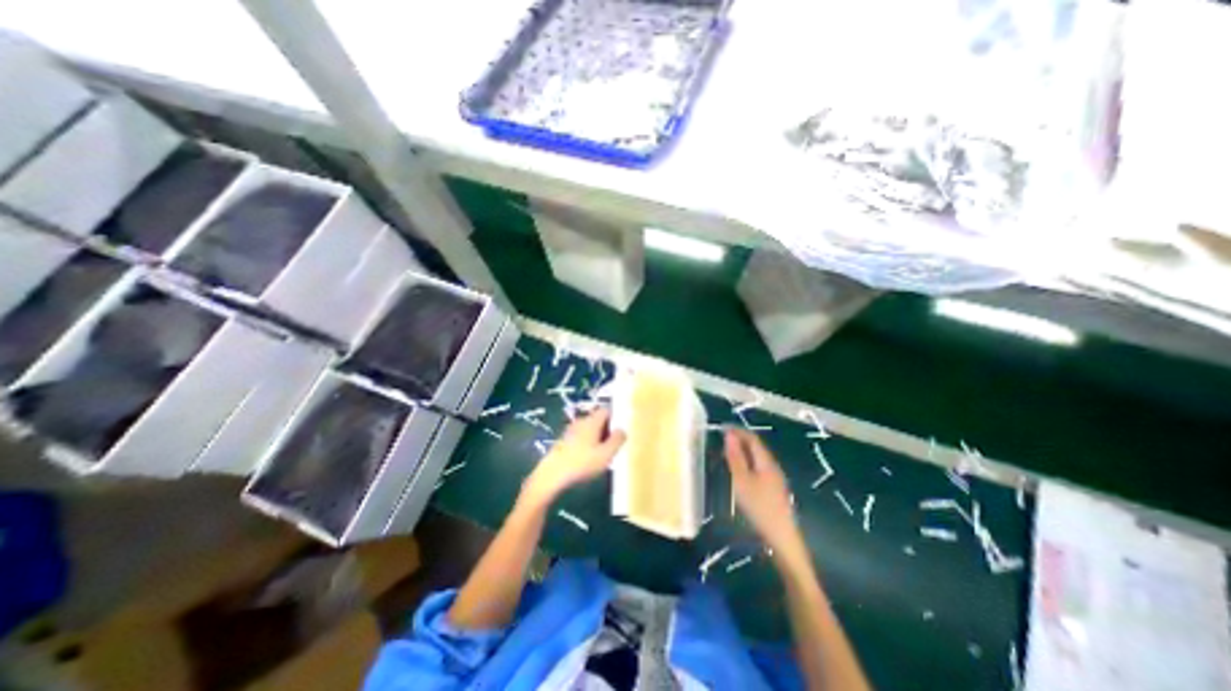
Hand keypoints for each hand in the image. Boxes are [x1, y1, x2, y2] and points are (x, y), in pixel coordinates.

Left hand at [518, 405, 625, 513]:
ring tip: (603, 453)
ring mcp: (570, 431)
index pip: (606, 410)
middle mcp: (580, 422)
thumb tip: (622, 430)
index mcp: (591, 421)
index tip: (622, 428)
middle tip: (615, 444)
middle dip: (607, 429)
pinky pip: (580, 438)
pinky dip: (587, 444)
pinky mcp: (563, 442)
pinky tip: (589, 459)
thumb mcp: (606, 454)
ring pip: (589, 429)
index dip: (616, 416)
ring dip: (597, 437)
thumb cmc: (581, 463)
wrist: (551, 476)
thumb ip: (617, 440)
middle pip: (597, 419)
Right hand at [723, 432, 808, 555]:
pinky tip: (740, 472)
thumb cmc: (759, 507)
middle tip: (722, 440)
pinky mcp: (774, 490)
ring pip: (758, 458)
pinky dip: (747, 463)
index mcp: (766, 462)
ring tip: (727, 454)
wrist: (782, 538)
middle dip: (740, 440)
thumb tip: (729, 435)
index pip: (752, 438)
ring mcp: (776, 479)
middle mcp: (773, 466)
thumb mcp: (742, 481)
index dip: (738, 431)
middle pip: (757, 447)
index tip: (721, 428)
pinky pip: (759, 468)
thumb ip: (735, 458)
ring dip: (743, 452)